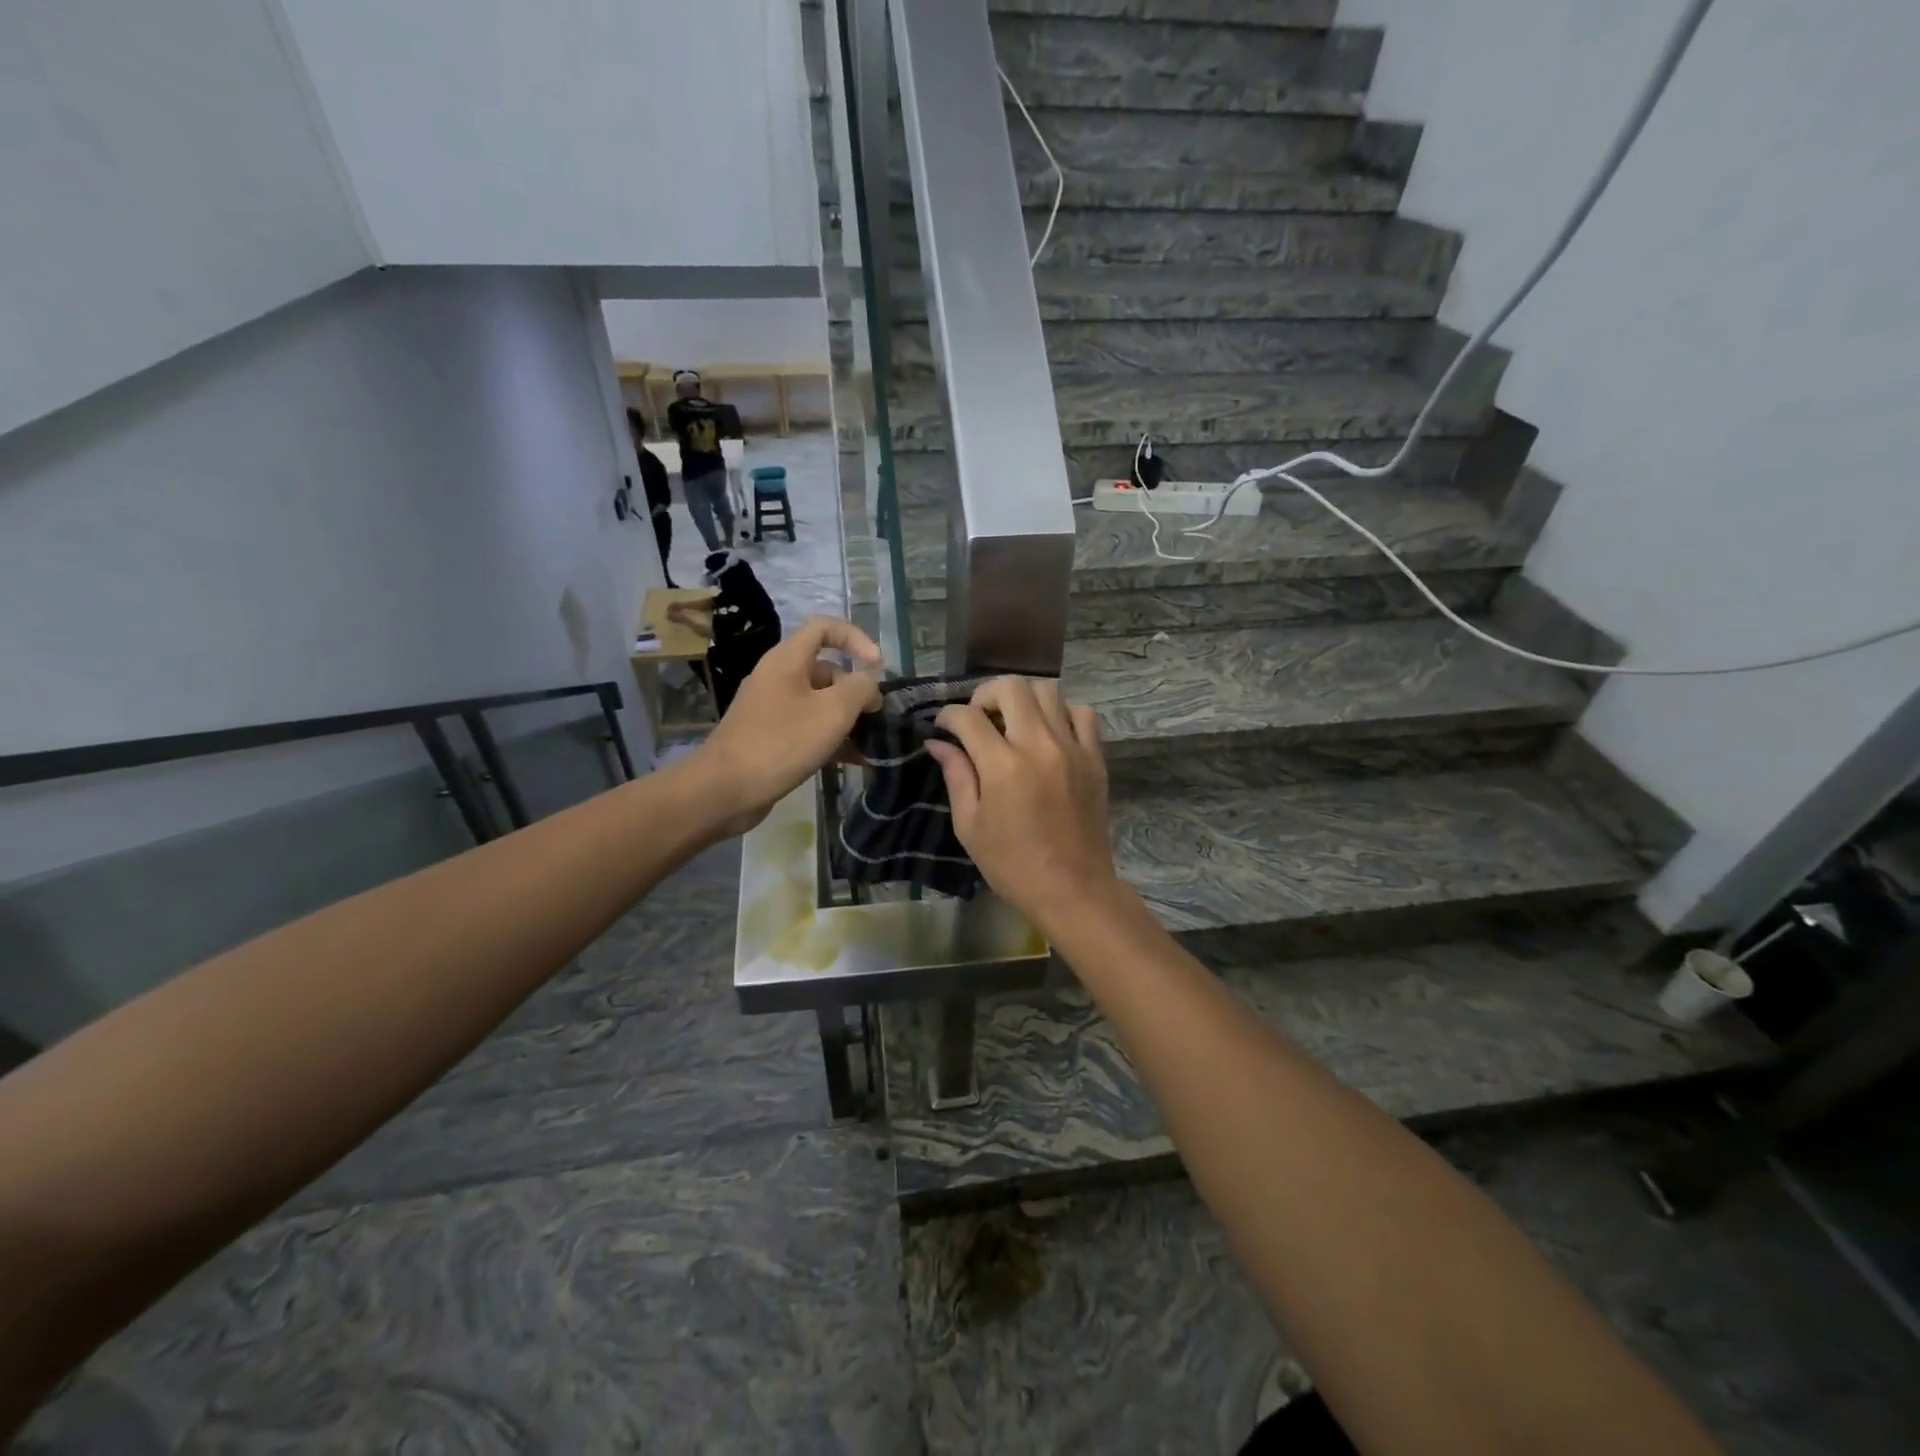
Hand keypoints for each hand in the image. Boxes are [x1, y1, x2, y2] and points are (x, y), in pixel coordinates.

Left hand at [696, 617, 881, 832]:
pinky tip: (855, 761)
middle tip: (876, 716)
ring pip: (819, 703)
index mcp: (787, 661)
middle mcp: (778, 678)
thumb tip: (869, 683)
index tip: (877, 665)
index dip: (855, 638)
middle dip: (856, 690)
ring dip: (847, 719)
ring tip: (871, 743)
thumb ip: (859, 689)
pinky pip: (808, 728)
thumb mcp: (832, 712)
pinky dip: (831, 739)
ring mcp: (772, 709)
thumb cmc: (781, 743)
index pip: (824, 628)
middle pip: (826, 669)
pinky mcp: (771, 738)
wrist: (725, 790)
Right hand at [927, 677, 1123, 933]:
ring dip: (1024, 698)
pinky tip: (1050, 732)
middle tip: (979, 717)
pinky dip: (1062, 712)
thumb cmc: (1012, 864)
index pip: (968, 717)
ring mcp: (1072, 748)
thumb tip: (938, 743)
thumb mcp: (970, 826)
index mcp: (1002, 766)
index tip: (944, 727)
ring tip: (1013, 720)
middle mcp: (1039, 746)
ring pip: (1049, 690)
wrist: (1072, 889)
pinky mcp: (1095, 758)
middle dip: (986, 694)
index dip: (948, 716)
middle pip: (1011, 686)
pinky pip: (1083, 713)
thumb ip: (956, 776)